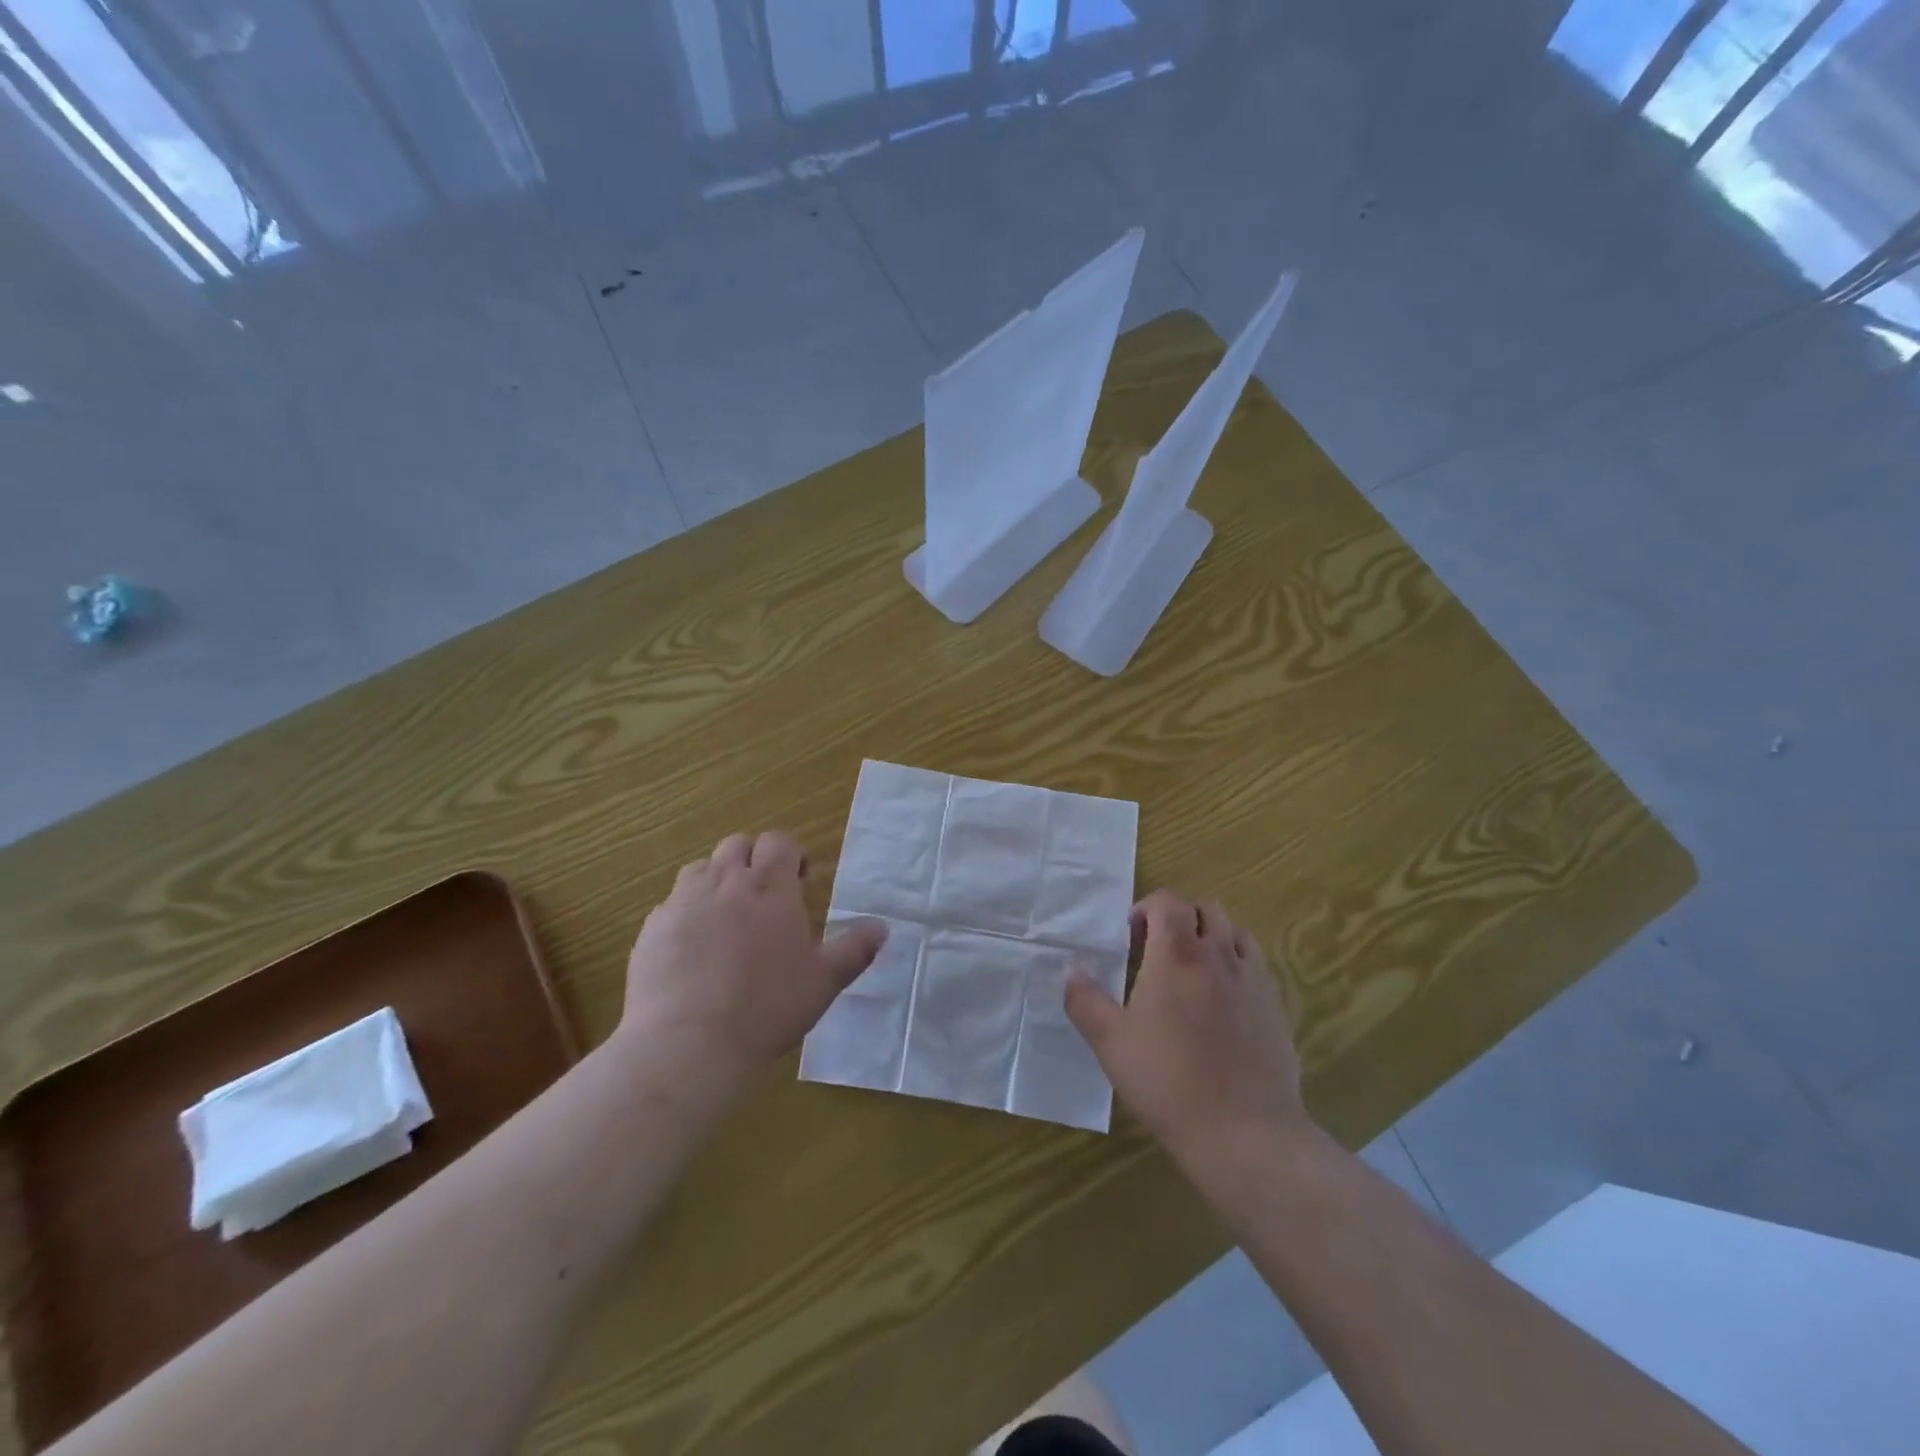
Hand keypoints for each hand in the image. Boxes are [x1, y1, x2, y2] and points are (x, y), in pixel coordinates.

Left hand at [617, 831, 885, 1091]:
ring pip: (700, 869)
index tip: (799, 880)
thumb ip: (855, 950)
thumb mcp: (824, 982)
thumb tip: (882, 927)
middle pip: (737, 845)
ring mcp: (683, 902)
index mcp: (770, 887)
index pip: (778, 842)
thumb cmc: (767, 1008)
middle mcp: (725, 882)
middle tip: (763, 896)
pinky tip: (693, 950)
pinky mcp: (652, 928)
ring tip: (726, 918)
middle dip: (752, 860)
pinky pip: (671, 905)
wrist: (688, 1044)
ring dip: (716, 881)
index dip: (790, 854)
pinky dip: (686, 914)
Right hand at [1066, 889, 1309, 1165]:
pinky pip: (1256, 966)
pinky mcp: (1276, 1007)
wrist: (1244, 1132)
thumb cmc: (1168, 1081)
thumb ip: (1085, 1001)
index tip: (1132, 937)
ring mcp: (1253, 980)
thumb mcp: (1110, 1043)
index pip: (1169, 901)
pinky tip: (1222, 1003)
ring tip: (1193, 971)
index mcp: (1177, 954)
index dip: (1147, 908)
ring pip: (1235, 932)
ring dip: (1212, 937)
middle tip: (1159, 951)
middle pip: (1206, 908)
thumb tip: (1073, 974)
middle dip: (1180, 918)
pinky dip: (1236, 965)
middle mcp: (1219, 955)